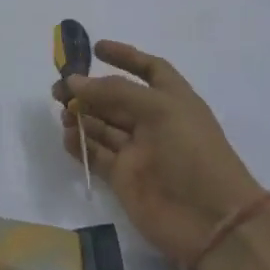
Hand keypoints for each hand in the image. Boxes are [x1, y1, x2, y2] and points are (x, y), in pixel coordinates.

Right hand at [55, 41, 261, 269]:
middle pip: (116, 98)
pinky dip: (80, 145)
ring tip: (62, 112)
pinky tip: (67, 137)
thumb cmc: (192, 153)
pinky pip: (96, 154)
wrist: (210, 220)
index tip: (96, 49)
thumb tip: (73, 81)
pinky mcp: (123, 178)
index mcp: (172, 100)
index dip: (125, 56)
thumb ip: (114, 92)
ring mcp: (138, 151)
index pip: (149, 69)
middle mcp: (154, 122)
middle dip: (89, 89)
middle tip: (59, 88)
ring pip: (102, 125)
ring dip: (81, 115)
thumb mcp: (159, 110)